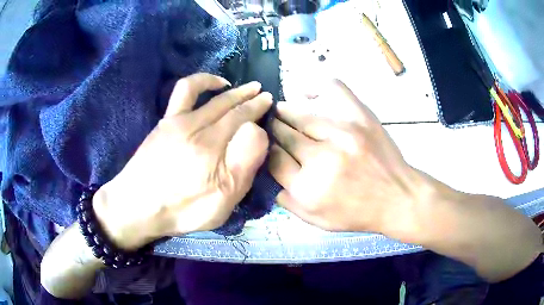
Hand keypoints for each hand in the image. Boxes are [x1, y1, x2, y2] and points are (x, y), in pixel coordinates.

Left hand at [93, 73, 272, 249]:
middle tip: (263, 92)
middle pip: (227, 104)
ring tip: (238, 85)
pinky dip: (199, 82)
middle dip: (248, 96)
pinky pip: (182, 92)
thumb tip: (257, 133)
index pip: (242, 119)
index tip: (269, 101)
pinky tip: (207, 87)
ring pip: (207, 92)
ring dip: (227, 86)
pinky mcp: (164, 122)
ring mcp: (176, 121)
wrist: (137, 207)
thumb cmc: (182, 211)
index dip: (258, 108)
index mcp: (212, 147)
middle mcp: (195, 126)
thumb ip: (243, 166)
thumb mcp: (222, 202)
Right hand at [270, 80, 427, 233]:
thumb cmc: (357, 213)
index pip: (273, 159)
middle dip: (273, 131)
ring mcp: (343, 133)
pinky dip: (317, 86)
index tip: (268, 147)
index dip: (266, 150)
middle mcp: (321, 158)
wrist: (397, 198)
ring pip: (300, 114)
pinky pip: (334, 90)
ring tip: (280, 111)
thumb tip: (267, 171)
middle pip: (283, 134)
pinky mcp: (361, 117)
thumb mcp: (317, 220)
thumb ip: (287, 199)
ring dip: (285, 112)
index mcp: (307, 188)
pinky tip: (307, 92)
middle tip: (271, 128)